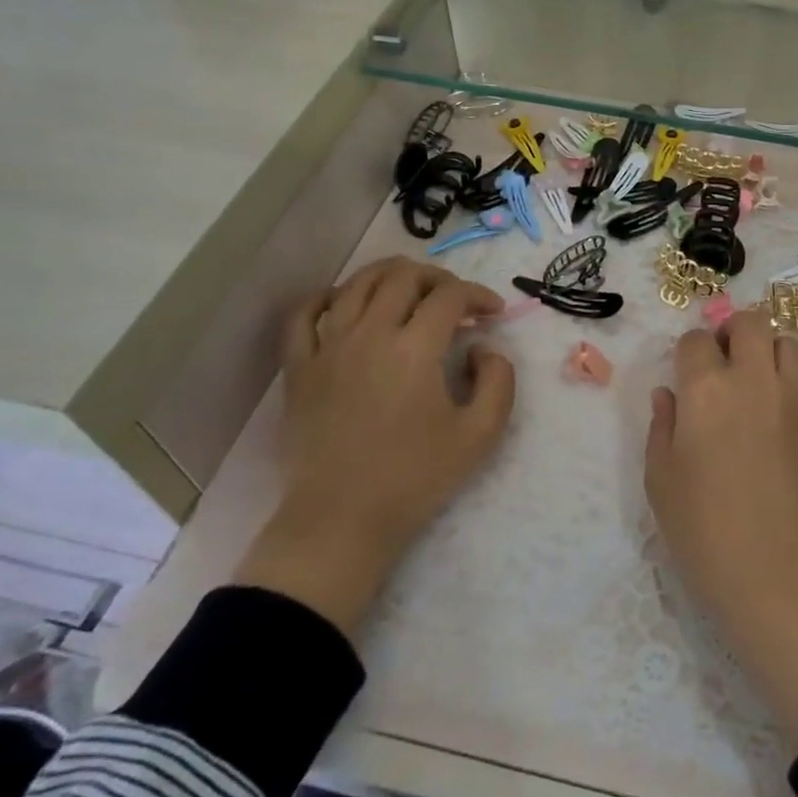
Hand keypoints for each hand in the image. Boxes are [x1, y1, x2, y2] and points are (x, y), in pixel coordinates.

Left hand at [235, 257, 515, 636]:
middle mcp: (368, 334)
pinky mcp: (299, 367)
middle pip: (404, 277)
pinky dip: (327, 297)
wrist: (342, 520)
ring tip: (411, 290)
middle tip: (457, 300)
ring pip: (356, 284)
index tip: (494, 313)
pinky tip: (344, 303)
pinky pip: (304, 314)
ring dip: (391, 276)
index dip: (479, 295)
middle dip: (439, 278)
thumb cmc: (415, 478)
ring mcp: (327, 347)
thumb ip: (499, 382)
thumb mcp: (481, 435)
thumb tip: (485, 349)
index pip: (451, 296)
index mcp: (414, 349)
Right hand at [645, 315, 797, 749]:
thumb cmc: (703, 530)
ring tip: (749, 379)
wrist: (778, 573)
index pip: (696, 340)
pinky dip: (782, 381)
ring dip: (765, 348)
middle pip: (751, 323)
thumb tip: (668, 396)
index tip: (683, 375)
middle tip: (719, 361)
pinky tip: (766, 417)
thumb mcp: (661, 480)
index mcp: (705, 389)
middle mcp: (751, 381)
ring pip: (785, 342)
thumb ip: (662, 427)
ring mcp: (789, 400)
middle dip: (731, 331)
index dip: (687, 352)